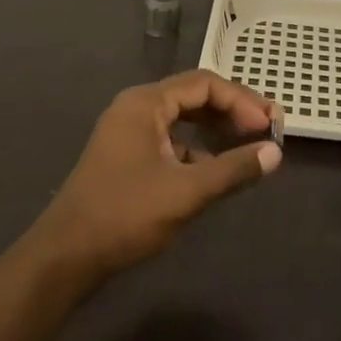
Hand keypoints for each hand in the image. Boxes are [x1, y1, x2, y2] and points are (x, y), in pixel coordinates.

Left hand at [34, 70, 282, 281]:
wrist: (66, 256)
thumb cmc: (125, 215)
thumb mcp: (186, 193)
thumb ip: (233, 169)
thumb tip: (275, 153)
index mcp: (146, 103)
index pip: (204, 84)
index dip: (241, 101)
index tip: (269, 125)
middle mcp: (136, 108)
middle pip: (194, 96)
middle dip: (232, 111)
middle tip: (267, 129)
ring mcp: (129, 132)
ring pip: (183, 119)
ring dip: (216, 129)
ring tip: (248, 146)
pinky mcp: (127, 156)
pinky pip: (171, 140)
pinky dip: (197, 148)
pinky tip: (216, 170)